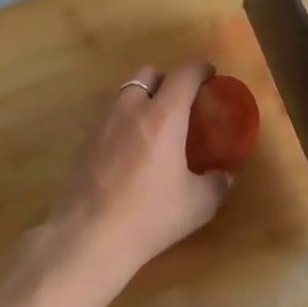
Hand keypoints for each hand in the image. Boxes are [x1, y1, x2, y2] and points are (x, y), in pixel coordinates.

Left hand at [40, 63, 233, 299]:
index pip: (184, 74)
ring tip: (155, 126)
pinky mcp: (83, 142)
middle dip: (167, 80)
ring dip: (142, 98)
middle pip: (148, 73)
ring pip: (125, 93)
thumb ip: (217, 183)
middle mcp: (131, 109)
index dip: (200, 69)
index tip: (210, 76)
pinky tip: (131, 150)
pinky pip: (109, 117)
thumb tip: (224, 175)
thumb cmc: (150, 215)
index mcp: (163, 115)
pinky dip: (124, 121)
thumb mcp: (198, 204)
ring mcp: (102, 123)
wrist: (89, 237)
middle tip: (180, 102)